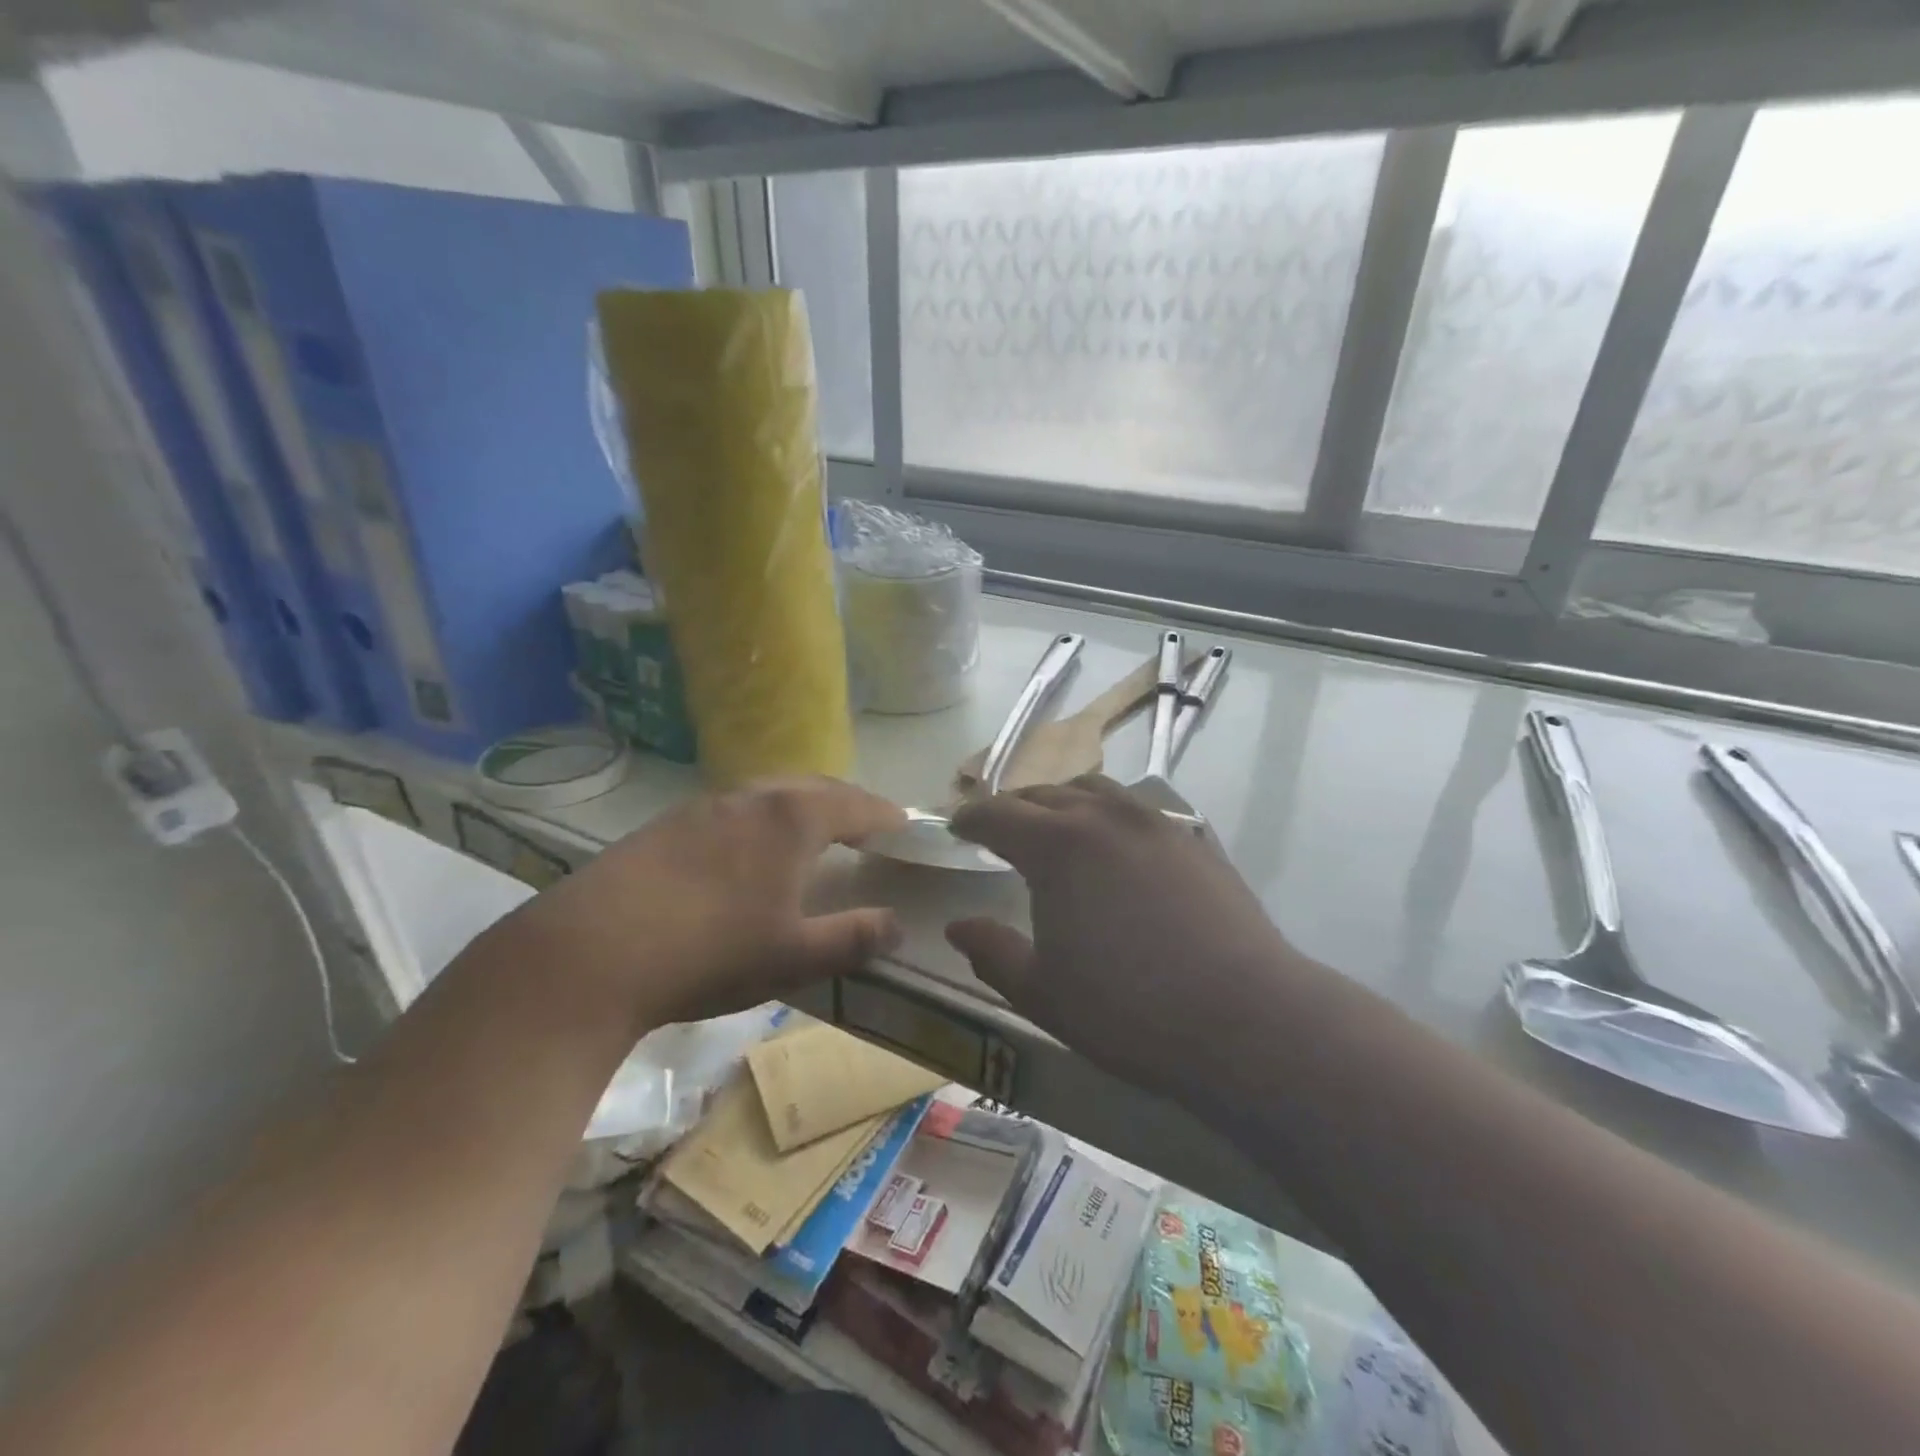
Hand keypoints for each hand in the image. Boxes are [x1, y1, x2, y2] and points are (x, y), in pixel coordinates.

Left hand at [490, 777, 905, 1034]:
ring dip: (800, 805)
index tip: (905, 824)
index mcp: (793, 819)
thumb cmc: (711, 951)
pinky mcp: (665, 825)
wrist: (589, 952)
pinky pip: (732, 808)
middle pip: (814, 787)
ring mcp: (703, 806)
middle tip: (865, 824)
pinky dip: (760, 818)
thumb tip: (897, 925)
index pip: (856, 805)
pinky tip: (745, 850)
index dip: (885, 816)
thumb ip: (853, 937)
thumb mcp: (794, 956)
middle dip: (846, 802)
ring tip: (811, 832)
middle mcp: (751, 797)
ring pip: (769, 792)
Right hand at [945, 776, 1298, 1099]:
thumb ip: (992, 953)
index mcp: (1056, 845)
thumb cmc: (1128, 1010)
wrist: (1245, 1018)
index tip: (957, 827)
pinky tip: (1117, 849)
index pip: (998, 813)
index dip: (970, 817)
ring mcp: (1155, 823)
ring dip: (1064, 803)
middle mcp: (1103, 816)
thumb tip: (957, 926)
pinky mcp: (1194, 839)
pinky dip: (1109, 816)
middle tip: (1000, 829)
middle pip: (1045, 794)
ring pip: (1096, 790)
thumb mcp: (1042, 992)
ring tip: (1057, 829)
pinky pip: (1137, 810)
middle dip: (1015, 808)